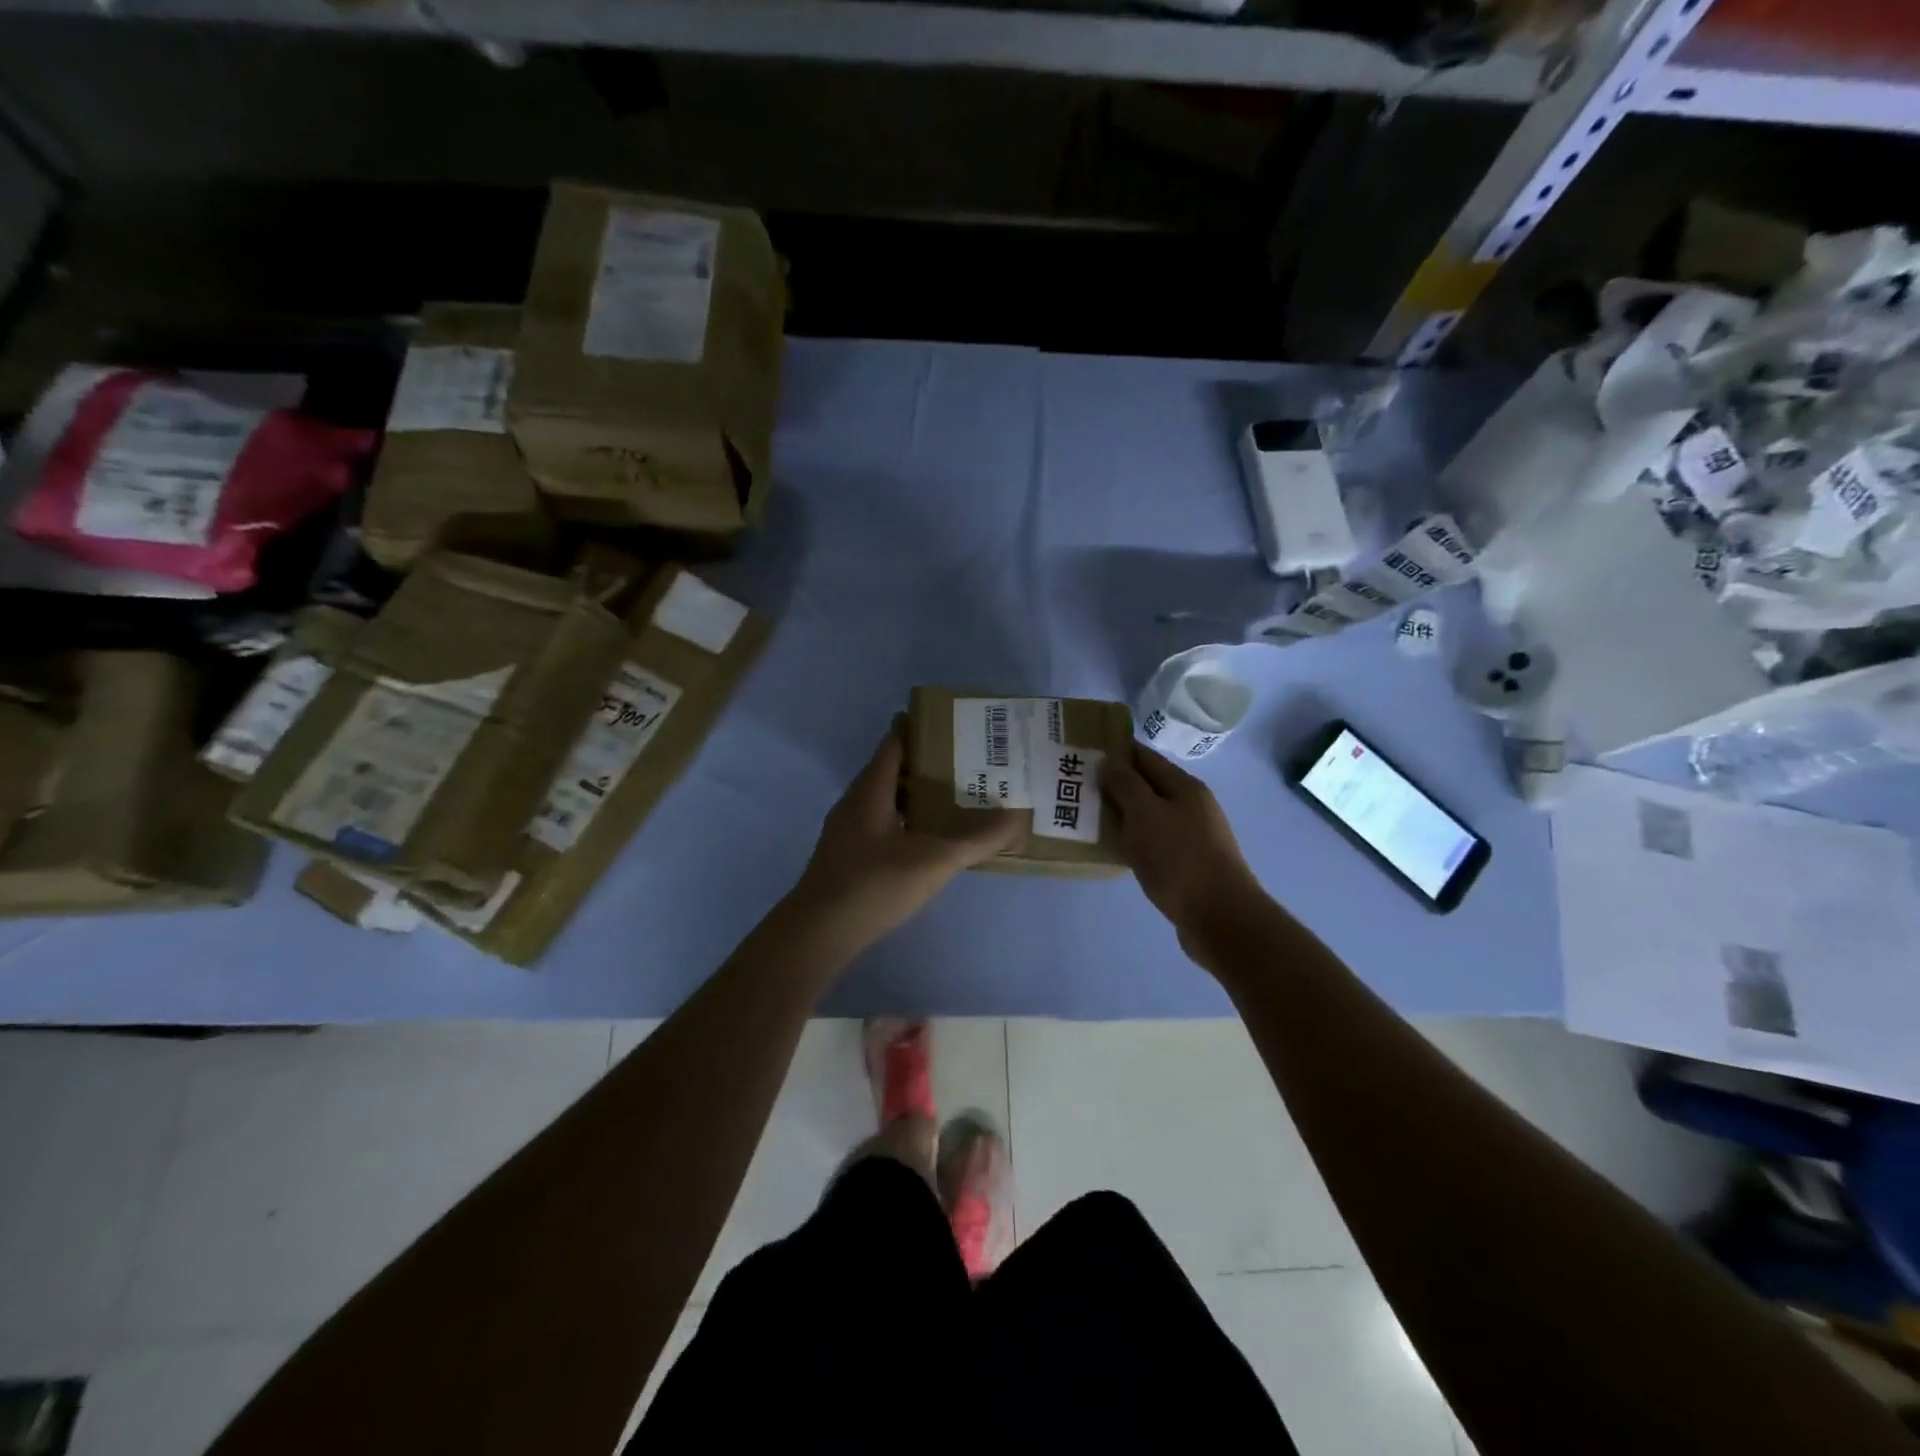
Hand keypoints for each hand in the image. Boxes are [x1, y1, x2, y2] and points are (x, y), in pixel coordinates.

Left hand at [791, 725, 1020, 954]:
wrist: (818, 933)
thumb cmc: (874, 885)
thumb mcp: (933, 862)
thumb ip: (976, 840)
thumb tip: (1016, 817)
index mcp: (870, 790)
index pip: (895, 742)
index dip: (921, 727)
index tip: (954, 723)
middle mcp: (855, 801)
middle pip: (892, 769)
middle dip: (927, 763)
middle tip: (968, 762)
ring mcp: (847, 829)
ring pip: (886, 798)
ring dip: (916, 794)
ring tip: (955, 797)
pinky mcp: (847, 854)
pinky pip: (881, 822)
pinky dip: (906, 820)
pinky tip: (928, 838)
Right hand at [1100, 744, 1266, 946]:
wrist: (1220, 917)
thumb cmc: (1179, 859)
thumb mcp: (1145, 814)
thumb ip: (1125, 785)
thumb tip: (1109, 761)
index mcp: (1185, 787)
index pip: (1144, 757)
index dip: (1115, 752)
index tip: (1084, 753)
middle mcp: (1192, 806)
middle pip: (1147, 786)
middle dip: (1115, 784)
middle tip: (1078, 788)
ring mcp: (1193, 836)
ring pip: (1149, 816)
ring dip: (1122, 815)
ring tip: (1088, 819)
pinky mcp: (1188, 864)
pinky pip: (1154, 842)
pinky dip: (1133, 840)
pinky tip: (1114, 850)